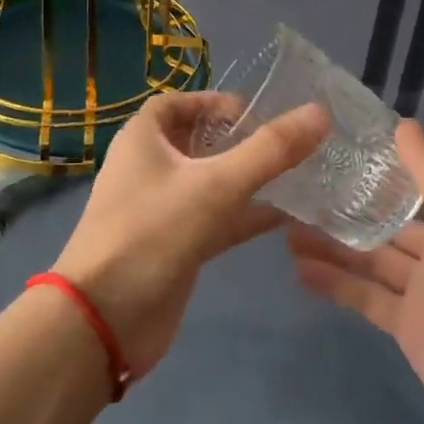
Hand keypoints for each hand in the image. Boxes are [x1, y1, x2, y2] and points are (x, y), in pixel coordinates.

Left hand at [53, 91, 327, 377]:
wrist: (104, 320)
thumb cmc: (152, 233)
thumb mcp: (215, 185)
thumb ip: (270, 151)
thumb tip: (320, 113)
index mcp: (143, 139)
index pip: (178, 103)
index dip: (214, 102)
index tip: (257, 114)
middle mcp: (149, 168)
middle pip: (198, 142)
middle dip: (239, 141)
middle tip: (287, 144)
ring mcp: (162, 210)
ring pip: (210, 183)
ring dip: (248, 179)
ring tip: (299, 175)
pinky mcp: (175, 246)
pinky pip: (215, 220)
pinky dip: (245, 216)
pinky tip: (287, 217)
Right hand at [288, 119, 423, 423]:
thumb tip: (405, 124)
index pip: (416, 182)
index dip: (379, 166)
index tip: (335, 146)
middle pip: (385, 223)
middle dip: (346, 209)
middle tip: (295, 192)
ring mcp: (423, 292)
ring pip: (369, 260)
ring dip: (332, 246)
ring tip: (284, 229)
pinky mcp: (408, 329)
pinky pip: (365, 298)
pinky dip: (334, 284)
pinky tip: (299, 270)